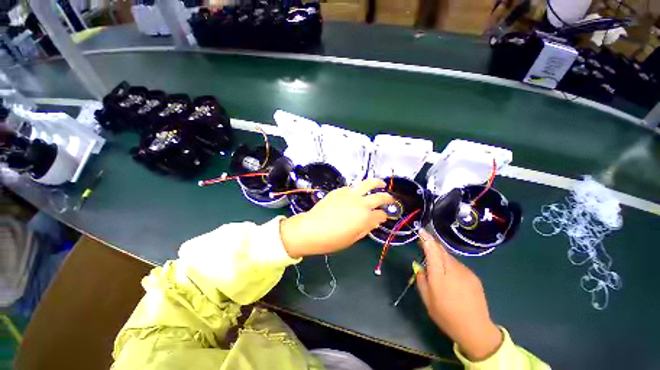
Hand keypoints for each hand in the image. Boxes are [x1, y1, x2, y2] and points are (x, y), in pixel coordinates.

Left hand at [280, 179, 393, 257]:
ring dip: (377, 183)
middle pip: (380, 197)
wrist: (312, 229)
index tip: (384, 217)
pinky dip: (358, 187)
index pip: (381, 214)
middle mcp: (361, 203)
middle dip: (388, 198)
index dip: (384, 216)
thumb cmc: (333, 239)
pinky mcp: (340, 191)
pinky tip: (359, 190)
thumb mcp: (353, 238)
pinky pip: (352, 186)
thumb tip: (375, 220)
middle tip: (391, 200)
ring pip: (368, 184)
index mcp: (366, 217)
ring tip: (382, 184)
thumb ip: (367, 227)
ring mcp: (350, 194)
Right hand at [416, 230, 502, 360]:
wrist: (475, 329)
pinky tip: (450, 275)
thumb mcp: (427, 300)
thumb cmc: (446, 316)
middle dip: (432, 244)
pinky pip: (457, 264)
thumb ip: (421, 279)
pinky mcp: (473, 276)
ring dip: (440, 255)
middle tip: (424, 242)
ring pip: (449, 257)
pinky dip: (450, 263)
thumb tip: (419, 266)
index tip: (421, 230)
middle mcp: (453, 270)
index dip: (426, 239)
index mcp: (439, 276)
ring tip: (436, 263)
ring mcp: (465, 272)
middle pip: (441, 250)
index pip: (432, 251)